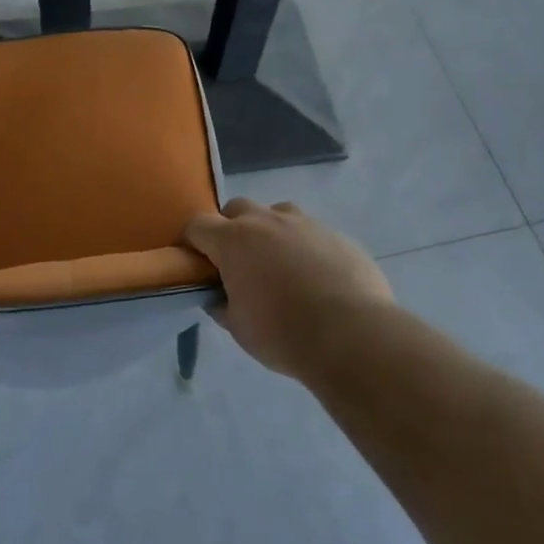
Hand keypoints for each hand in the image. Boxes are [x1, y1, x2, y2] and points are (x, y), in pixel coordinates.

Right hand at [183, 199, 394, 376]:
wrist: (352, 335)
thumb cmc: (282, 333)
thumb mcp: (239, 327)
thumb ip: (223, 304)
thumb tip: (219, 296)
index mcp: (234, 241)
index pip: (198, 225)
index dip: (191, 241)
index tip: (194, 262)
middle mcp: (267, 221)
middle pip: (237, 209)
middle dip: (231, 229)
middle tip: (237, 263)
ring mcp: (306, 224)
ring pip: (277, 214)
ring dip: (270, 232)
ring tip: (279, 266)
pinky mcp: (338, 235)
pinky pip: (312, 233)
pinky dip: (305, 248)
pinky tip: (316, 279)